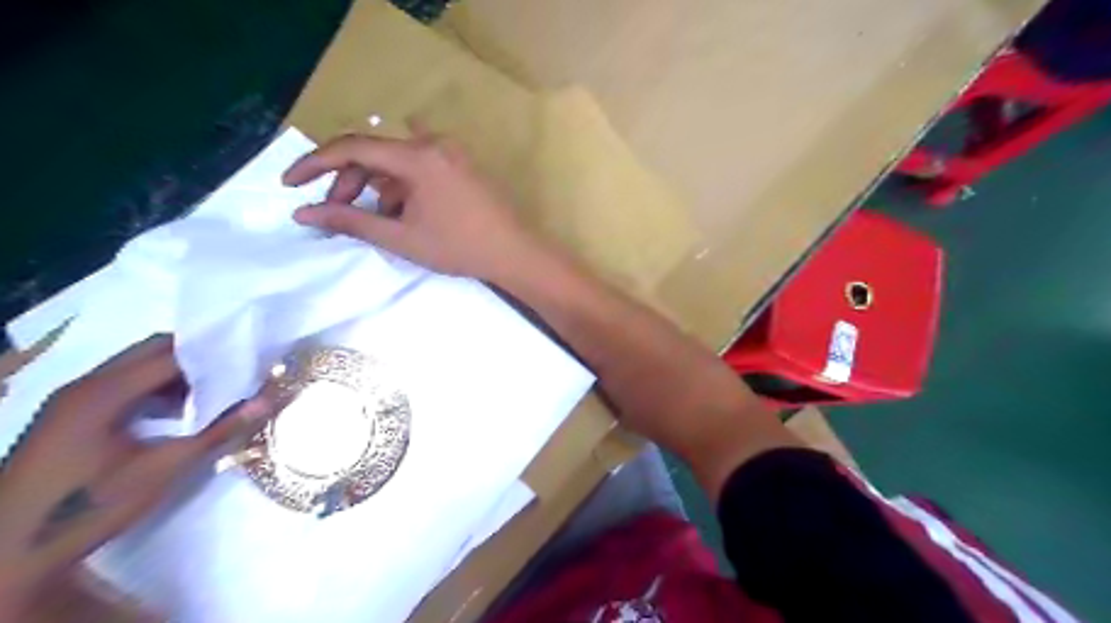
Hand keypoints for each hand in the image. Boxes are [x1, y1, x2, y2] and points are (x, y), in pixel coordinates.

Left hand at [0, 336, 282, 616]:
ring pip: (135, 367)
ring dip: (176, 373)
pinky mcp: (69, 416)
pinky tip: (174, 412)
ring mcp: (71, 399)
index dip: (213, 351)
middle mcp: (85, 384)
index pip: (170, 353)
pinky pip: (121, 385)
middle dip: (197, 357)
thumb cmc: (91, 504)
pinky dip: (153, 388)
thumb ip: (219, 431)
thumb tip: (267, 401)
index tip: (250, 356)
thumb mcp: (164, 468)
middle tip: (237, 370)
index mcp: (105, 391)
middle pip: (150, 350)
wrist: (10, 551)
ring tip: (212, 391)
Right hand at [283, 127, 550, 278]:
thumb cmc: (460, 248)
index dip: (314, 163)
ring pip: (396, 162)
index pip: (353, 147)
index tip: (290, 185)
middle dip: (348, 180)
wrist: (515, 253)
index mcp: (418, 156)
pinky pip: (418, 168)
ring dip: (376, 187)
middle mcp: (433, 144)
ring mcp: (451, 153)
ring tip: (377, 221)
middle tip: (337, 212)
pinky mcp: (460, 165)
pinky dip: (402, 188)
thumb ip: (351, 222)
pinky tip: (403, 214)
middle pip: (375, 152)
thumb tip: (304, 214)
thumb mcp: (401, 238)